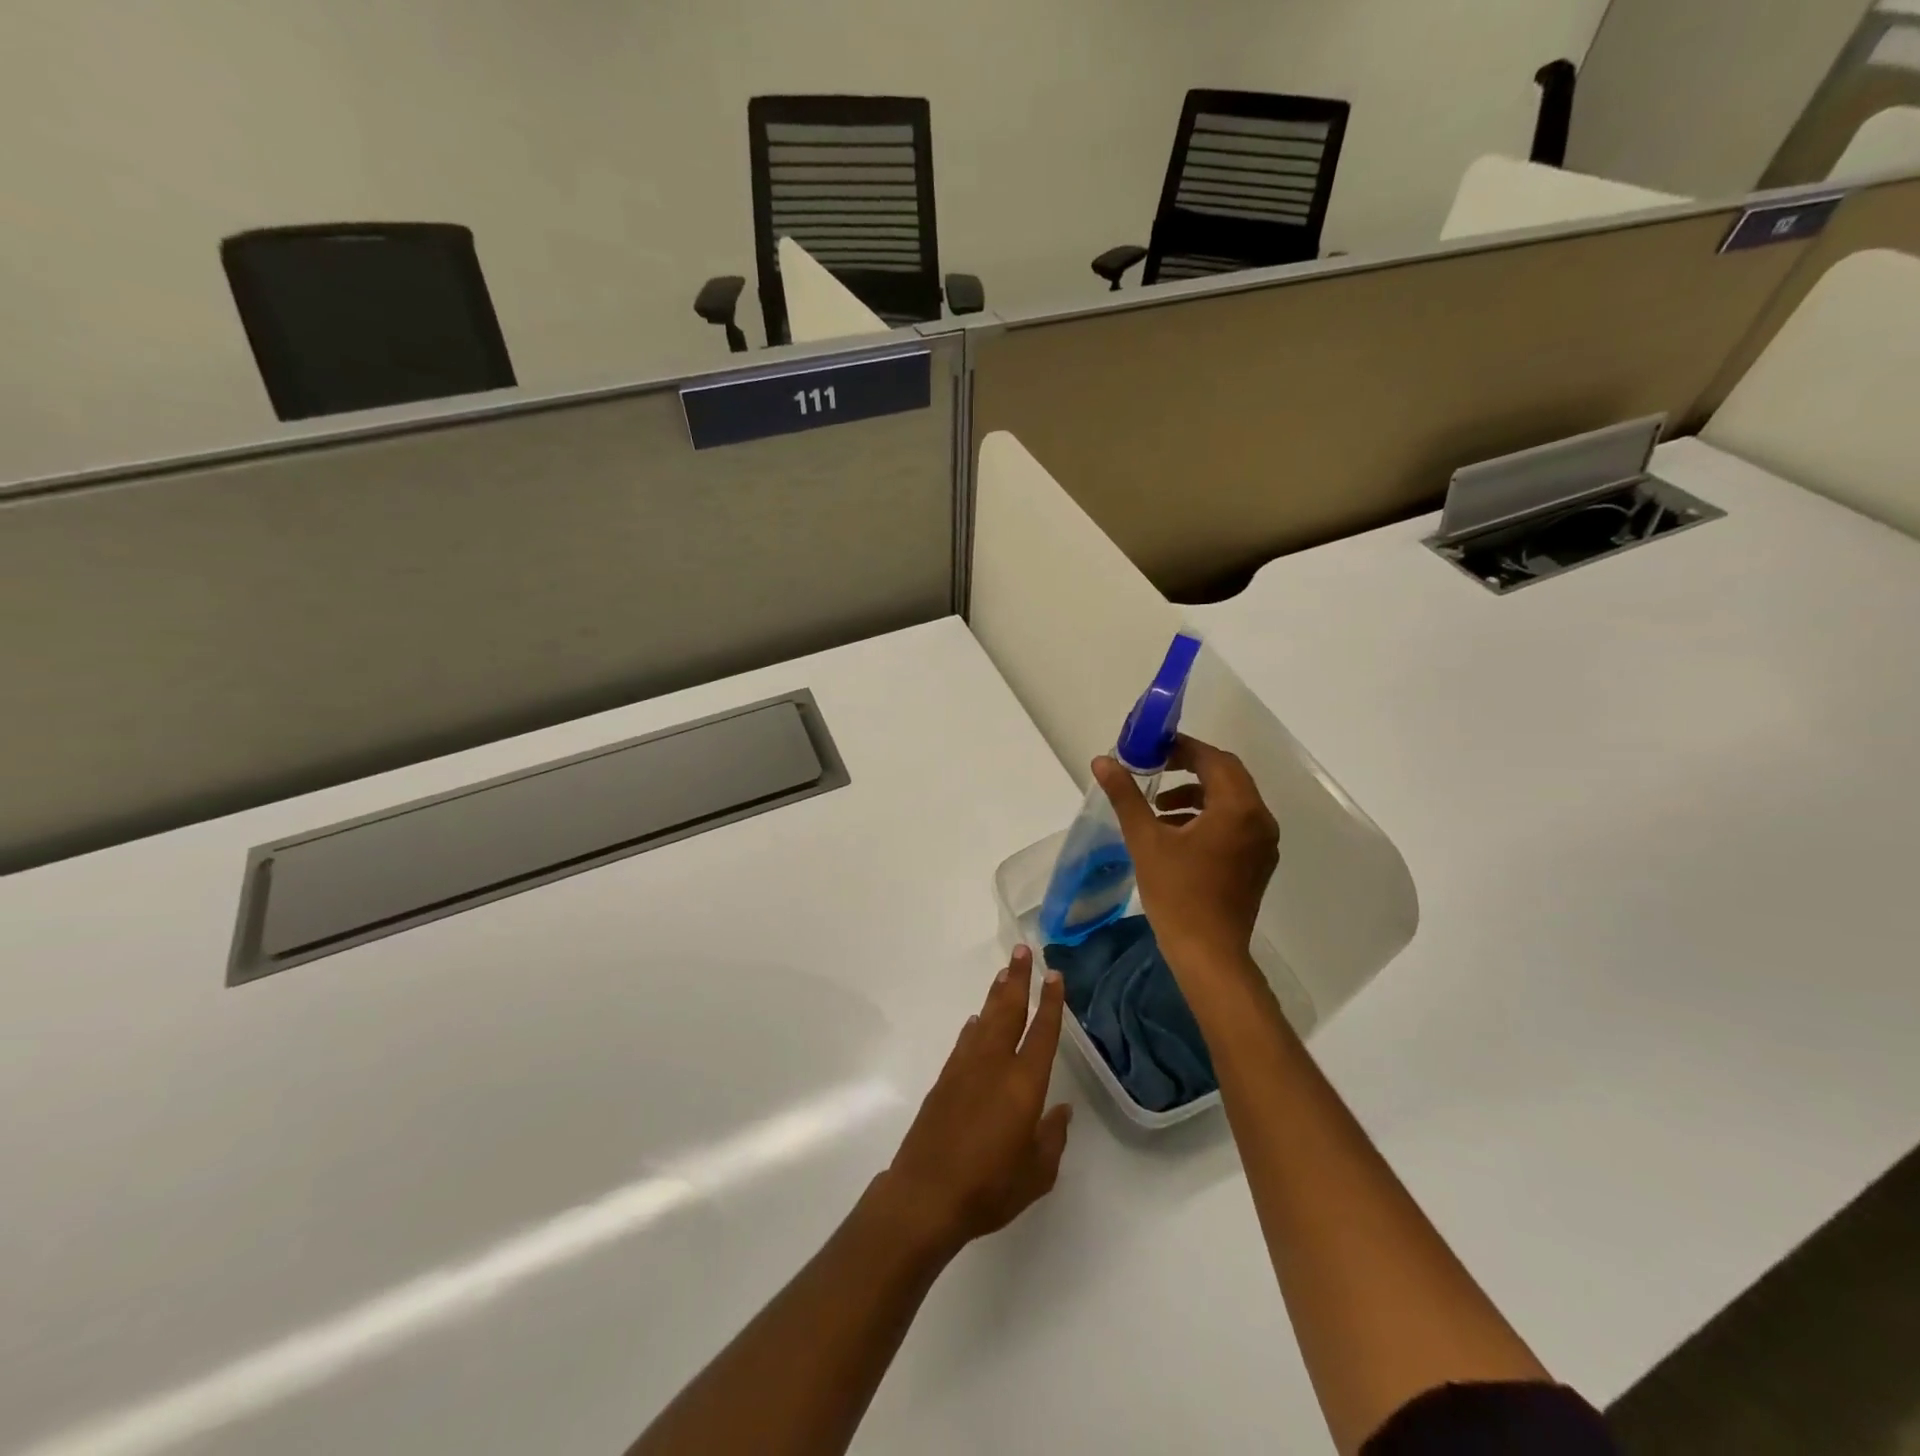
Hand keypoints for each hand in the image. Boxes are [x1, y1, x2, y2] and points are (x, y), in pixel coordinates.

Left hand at [877, 947, 1071, 1260]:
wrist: (927, 1194)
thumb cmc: (990, 1187)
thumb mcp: (1037, 1173)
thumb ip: (1052, 1138)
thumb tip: (1061, 1110)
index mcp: (1024, 1084)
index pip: (1043, 1033)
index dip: (1051, 1003)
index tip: (1054, 975)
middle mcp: (995, 1065)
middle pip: (1009, 1011)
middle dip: (1017, 979)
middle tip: (1022, 951)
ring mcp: (966, 1068)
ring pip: (986, 1019)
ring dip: (996, 995)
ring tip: (1004, 974)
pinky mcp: (945, 1079)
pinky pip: (966, 1040)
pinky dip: (975, 1025)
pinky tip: (977, 1020)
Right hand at [1093, 734, 1279, 981]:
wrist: (1208, 954)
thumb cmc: (1177, 893)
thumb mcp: (1145, 840)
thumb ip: (1126, 795)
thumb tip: (1103, 761)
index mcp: (1238, 809)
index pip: (1214, 760)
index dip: (1183, 748)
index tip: (1151, 748)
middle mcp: (1259, 820)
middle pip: (1227, 776)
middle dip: (1189, 768)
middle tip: (1153, 768)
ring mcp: (1263, 844)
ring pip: (1231, 801)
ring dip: (1196, 794)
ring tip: (1157, 807)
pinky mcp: (1257, 863)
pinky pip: (1235, 824)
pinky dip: (1207, 817)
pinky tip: (1174, 833)